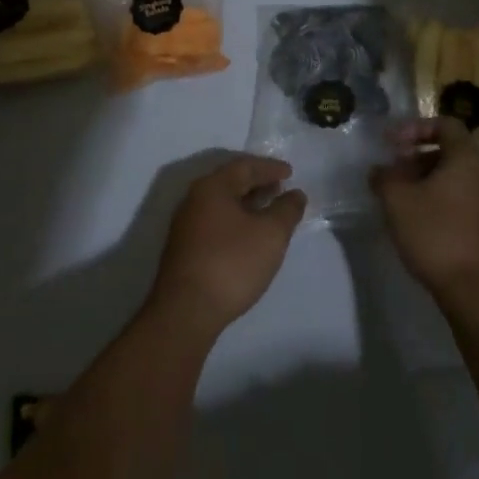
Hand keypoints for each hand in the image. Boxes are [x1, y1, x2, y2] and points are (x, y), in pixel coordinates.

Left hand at [149, 155, 305, 333]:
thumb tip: (295, 194)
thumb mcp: (271, 235)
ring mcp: (185, 225)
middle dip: (257, 183)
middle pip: (230, 182)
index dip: (269, 168)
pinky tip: (248, 236)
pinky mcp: (184, 249)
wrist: (186, 312)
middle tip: (280, 188)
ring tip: (269, 212)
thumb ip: (286, 210)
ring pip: (221, 204)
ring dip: (246, 203)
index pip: (244, 166)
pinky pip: (215, 222)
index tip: (290, 173)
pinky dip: (236, 220)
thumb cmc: (232, 264)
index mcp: (212, 187)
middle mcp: (194, 199)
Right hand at [371, 118, 478, 304]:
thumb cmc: (435, 233)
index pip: (445, 125)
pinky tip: (414, 217)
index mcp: (466, 158)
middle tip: (391, 171)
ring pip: (452, 175)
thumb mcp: (397, 200)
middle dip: (415, 156)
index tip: (392, 144)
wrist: (473, 289)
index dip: (416, 128)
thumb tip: (379, 170)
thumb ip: (384, 177)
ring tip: (397, 196)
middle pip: (448, 150)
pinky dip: (435, 196)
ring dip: (423, 178)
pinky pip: (458, 196)